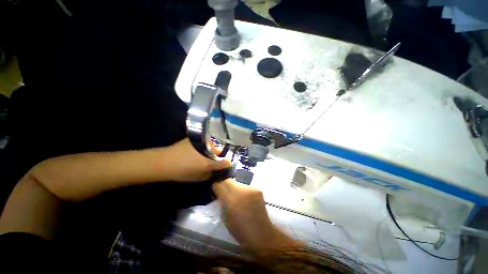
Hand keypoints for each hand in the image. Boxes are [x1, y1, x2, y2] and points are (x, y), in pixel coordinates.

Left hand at [164, 138, 230, 181]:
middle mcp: (209, 150)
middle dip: (218, 157)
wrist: (164, 161)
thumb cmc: (181, 172)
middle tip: (212, 161)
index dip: (227, 164)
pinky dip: (205, 146)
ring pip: (213, 146)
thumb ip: (209, 174)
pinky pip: (205, 142)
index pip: (226, 162)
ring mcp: (203, 142)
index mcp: (209, 162)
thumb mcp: (198, 178)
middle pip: (220, 152)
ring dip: (211, 151)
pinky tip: (198, 149)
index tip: (225, 166)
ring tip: (204, 155)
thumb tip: (215, 171)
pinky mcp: (197, 138)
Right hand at [212, 179, 301, 250]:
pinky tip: (246, 199)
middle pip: (228, 180)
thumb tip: (220, 193)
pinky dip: (244, 191)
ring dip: (235, 188)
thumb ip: (222, 202)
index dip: (216, 186)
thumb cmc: (240, 230)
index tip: (215, 188)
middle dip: (224, 184)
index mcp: (230, 201)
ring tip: (237, 196)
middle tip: (225, 191)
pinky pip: (246, 187)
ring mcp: (250, 189)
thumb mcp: (225, 218)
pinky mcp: (257, 189)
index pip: (219, 185)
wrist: (261, 233)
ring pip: (238, 183)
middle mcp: (240, 191)